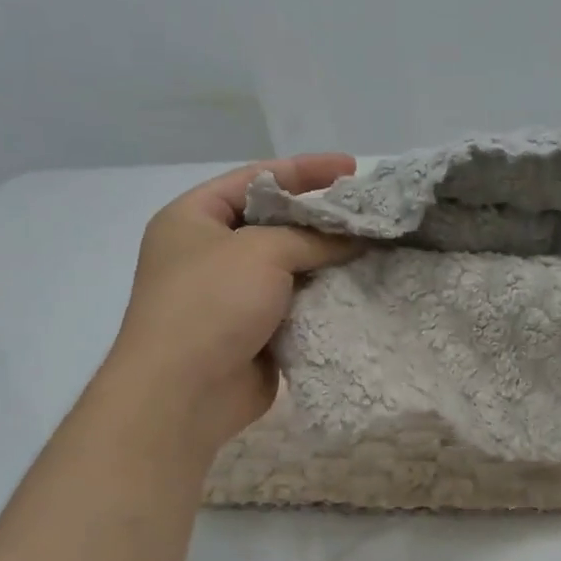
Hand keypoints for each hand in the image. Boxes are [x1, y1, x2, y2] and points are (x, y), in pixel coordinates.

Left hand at [105, 154, 359, 454]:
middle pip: (275, 222)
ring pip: (290, 266)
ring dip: (327, 259)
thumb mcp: (262, 251)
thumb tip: (355, 238)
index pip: (256, 179)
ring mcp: (232, 295)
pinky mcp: (255, 331)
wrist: (185, 392)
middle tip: (368, 212)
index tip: (353, 168)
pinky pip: (296, 304)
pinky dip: (323, 296)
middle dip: (321, 217)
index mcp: (194, 218)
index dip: (305, 170)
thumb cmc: (211, 303)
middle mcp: (210, 252)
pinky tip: (359, 288)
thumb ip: (313, 237)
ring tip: (375, 248)